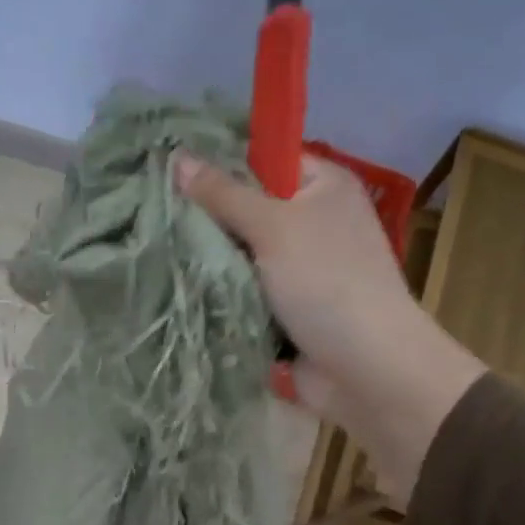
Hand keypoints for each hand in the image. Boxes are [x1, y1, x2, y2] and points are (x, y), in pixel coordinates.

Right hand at [175, 151, 484, 497]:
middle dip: (211, 220)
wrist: (365, 368)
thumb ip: (224, 194)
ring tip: (163, 256)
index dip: (223, 165)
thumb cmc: (326, 282)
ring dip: (214, 264)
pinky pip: (247, 294)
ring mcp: (302, 270)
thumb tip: (177, 157)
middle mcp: (316, 222)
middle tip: (159, 220)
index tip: (173, 174)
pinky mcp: (289, 311)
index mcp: (324, 187)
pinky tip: (185, 291)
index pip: (266, 159)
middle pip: (250, 210)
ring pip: (243, 256)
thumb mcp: (273, 226)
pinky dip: (225, 296)